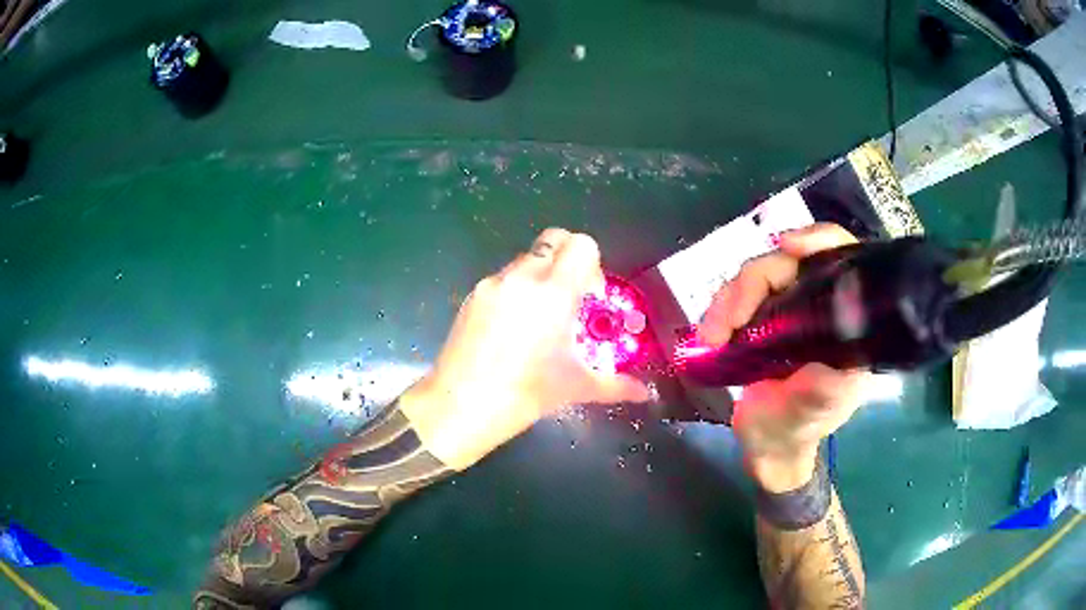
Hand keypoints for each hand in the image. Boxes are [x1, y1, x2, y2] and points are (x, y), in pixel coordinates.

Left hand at [401, 228, 650, 470]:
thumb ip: (617, 385)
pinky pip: (503, 278)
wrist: (459, 406)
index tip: (591, 295)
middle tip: (570, 298)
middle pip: (554, 240)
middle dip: (569, 261)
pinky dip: (516, 290)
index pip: (582, 244)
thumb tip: (647, 393)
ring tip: (538, 318)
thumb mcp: (576, 388)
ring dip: (541, 276)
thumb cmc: (525, 396)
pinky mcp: (472, 295)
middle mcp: (523, 278)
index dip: (593, 264)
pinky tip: (511, 328)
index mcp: (554, 293)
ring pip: (527, 259)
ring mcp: (493, 283)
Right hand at [697, 223, 870, 491]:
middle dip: (752, 284)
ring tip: (710, 336)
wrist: (765, 448)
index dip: (817, 239)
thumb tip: (840, 340)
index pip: (843, 258)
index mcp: (848, 322)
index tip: (786, 245)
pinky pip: (741, 295)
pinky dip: (721, 308)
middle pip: (788, 262)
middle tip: (722, 322)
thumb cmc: (795, 430)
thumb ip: (825, 383)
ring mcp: (791, 309)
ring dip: (728, 300)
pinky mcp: (763, 318)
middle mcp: (822, 306)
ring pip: (758, 275)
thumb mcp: (812, 411)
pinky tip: (710, 333)